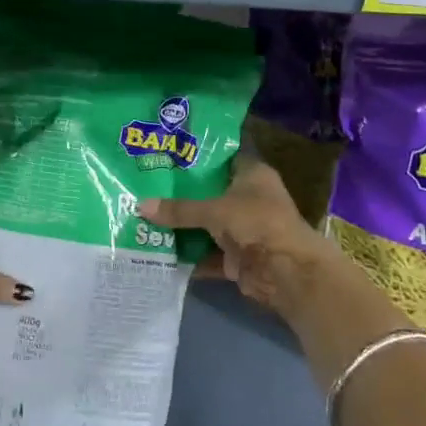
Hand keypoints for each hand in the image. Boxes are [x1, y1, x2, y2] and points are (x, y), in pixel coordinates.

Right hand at [136, 157, 341, 323]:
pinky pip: (207, 253)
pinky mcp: (238, 257)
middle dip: (182, 194)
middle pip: (211, 193)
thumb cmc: (256, 223)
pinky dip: (189, 255)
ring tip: (146, 217)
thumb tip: (140, 206)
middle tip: (147, 185)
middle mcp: (250, 199)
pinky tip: (160, 251)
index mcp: (252, 175)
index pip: (223, 157)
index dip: (198, 156)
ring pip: (208, 225)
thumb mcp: (214, 210)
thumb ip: (179, 209)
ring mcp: (244, 229)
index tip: (168, 154)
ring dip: (184, 226)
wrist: (286, 271)